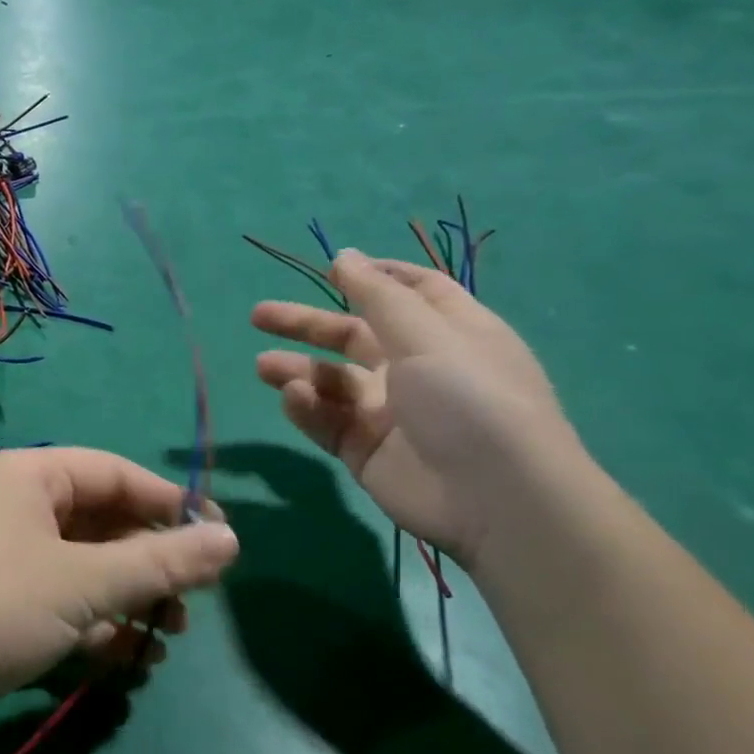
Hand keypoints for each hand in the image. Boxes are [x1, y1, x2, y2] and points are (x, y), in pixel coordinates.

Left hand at [0, 449, 237, 745]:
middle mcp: (18, 505)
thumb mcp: (86, 582)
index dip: (171, 504)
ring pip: (87, 567)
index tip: (220, 542)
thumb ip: (160, 562)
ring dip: (130, 599)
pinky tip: (130, 659)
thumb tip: (231, 539)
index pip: (117, 474)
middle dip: (151, 563)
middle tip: (194, 602)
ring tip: (168, 637)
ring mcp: (6, 555)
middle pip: (104, 522)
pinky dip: (98, 624)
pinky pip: (63, 600)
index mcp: (32, 476)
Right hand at [253, 250, 582, 570]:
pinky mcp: (365, 450)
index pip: (412, 293)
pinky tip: (294, 399)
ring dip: (297, 370)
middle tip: (259, 316)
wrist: (495, 499)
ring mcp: (389, 413)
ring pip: (332, 381)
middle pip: (353, 335)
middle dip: (307, 324)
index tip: (332, 268)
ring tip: (264, 367)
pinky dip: (308, 408)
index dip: (374, 277)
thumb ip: (377, 294)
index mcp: (448, 333)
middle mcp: (417, 368)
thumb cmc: (469, 397)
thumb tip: (343, 254)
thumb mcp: (426, 333)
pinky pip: (327, 421)